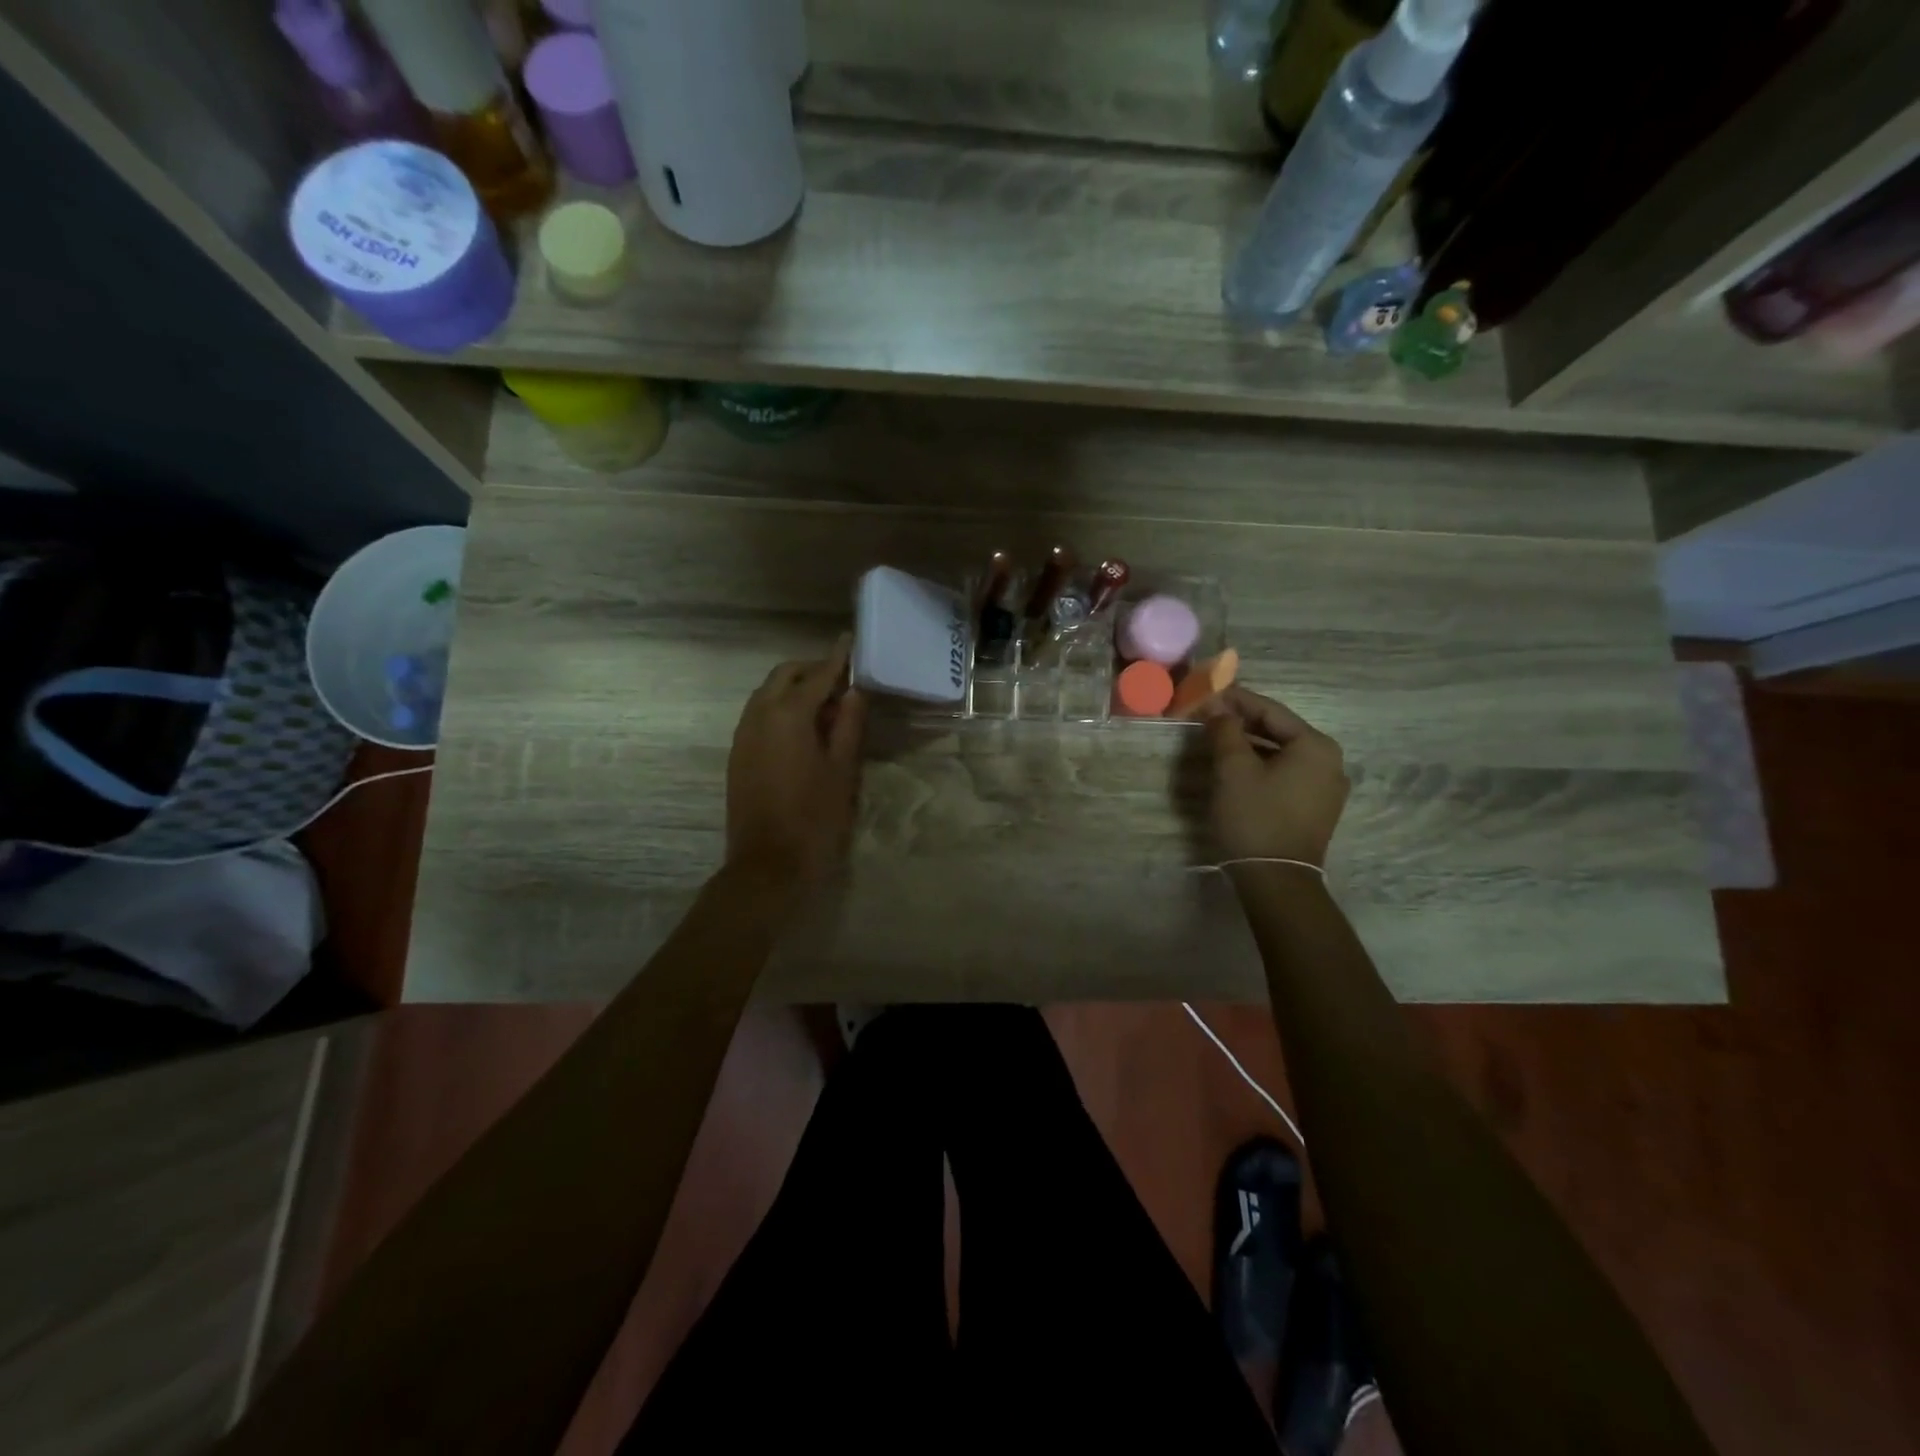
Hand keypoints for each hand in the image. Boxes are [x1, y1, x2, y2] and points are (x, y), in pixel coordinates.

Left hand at [725, 637, 867, 885]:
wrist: (768, 865)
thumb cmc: (814, 818)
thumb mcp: (842, 770)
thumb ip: (849, 726)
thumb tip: (854, 692)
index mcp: (788, 715)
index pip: (817, 675)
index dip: (836, 659)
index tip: (849, 640)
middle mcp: (759, 716)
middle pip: (784, 676)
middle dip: (811, 671)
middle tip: (842, 681)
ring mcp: (743, 735)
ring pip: (766, 694)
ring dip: (794, 689)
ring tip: (826, 707)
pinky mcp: (737, 754)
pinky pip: (758, 715)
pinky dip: (780, 709)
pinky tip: (803, 730)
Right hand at [1202, 687, 1348, 867]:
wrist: (1277, 880)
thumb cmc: (1255, 816)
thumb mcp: (1233, 769)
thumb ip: (1225, 730)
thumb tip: (1217, 707)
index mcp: (1315, 745)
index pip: (1270, 710)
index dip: (1235, 700)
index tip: (1207, 693)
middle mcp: (1330, 762)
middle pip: (1279, 730)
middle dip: (1242, 723)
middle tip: (1208, 716)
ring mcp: (1327, 788)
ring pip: (1282, 754)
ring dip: (1250, 745)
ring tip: (1217, 741)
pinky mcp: (1316, 809)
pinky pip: (1286, 774)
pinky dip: (1262, 766)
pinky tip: (1237, 769)